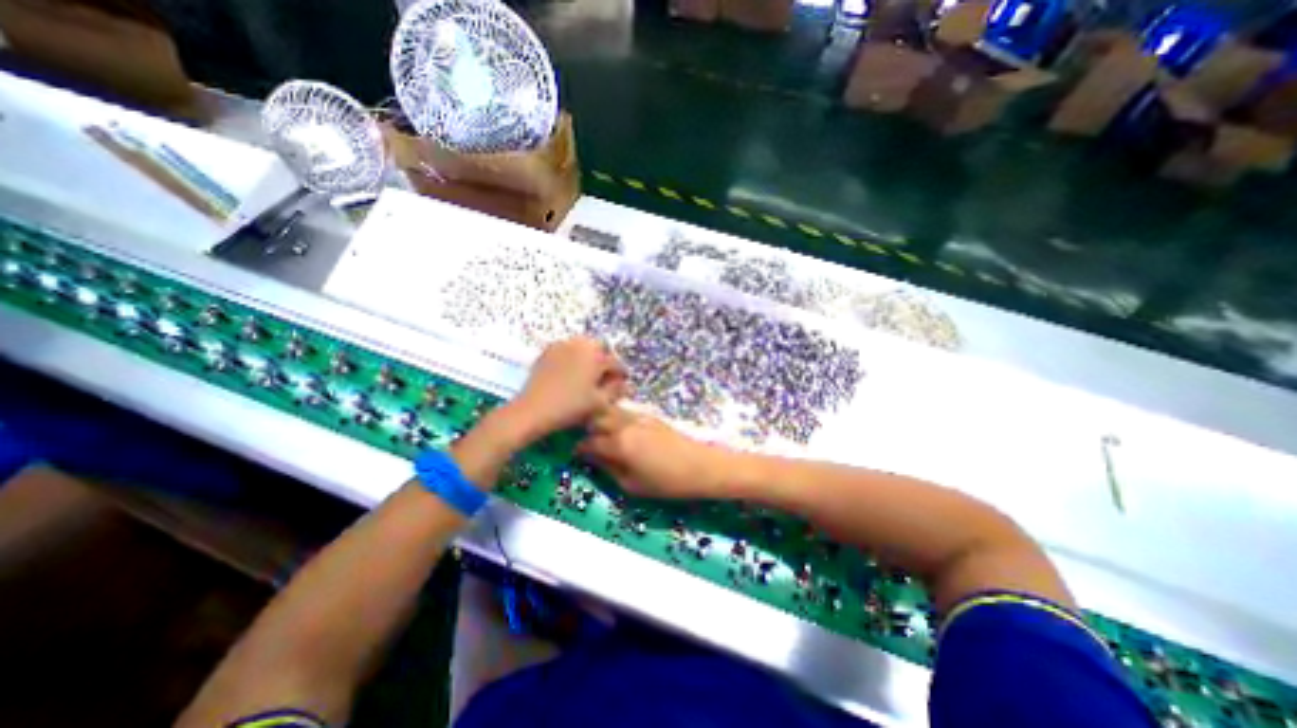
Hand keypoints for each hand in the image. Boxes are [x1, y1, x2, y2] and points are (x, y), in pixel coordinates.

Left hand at [507, 337, 627, 440]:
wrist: (533, 410)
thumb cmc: (571, 407)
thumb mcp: (600, 403)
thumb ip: (616, 391)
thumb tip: (626, 384)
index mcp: (597, 357)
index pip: (616, 363)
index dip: (621, 374)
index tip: (623, 382)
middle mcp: (581, 345)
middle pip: (600, 346)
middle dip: (605, 358)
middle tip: (605, 375)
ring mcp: (562, 346)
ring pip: (582, 345)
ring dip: (589, 355)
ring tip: (588, 373)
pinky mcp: (547, 351)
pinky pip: (566, 349)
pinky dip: (573, 356)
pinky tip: (570, 371)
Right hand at [577, 408, 728, 501]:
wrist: (700, 465)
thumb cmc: (666, 482)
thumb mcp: (632, 485)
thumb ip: (609, 470)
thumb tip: (594, 460)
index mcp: (618, 443)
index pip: (589, 442)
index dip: (579, 449)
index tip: (576, 454)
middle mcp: (625, 424)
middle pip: (596, 418)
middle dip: (586, 428)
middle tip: (585, 440)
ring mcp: (638, 416)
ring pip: (610, 411)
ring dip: (601, 419)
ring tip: (599, 432)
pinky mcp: (649, 415)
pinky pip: (625, 412)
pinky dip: (616, 417)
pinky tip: (619, 429)